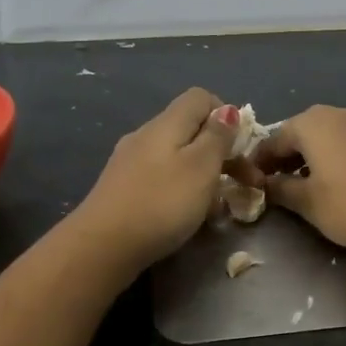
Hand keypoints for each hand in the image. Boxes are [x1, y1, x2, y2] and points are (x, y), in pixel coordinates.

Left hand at [69, 88, 242, 270]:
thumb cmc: (160, 203)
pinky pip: (160, 178)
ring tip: (217, 206)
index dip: (226, 116)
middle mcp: (145, 135)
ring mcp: (129, 162)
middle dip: (221, 152)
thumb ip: (217, 137)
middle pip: (190, 129)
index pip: (201, 98)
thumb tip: (228, 110)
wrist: (101, 246)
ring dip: (202, 175)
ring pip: (176, 156)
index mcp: (166, 124)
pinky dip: (180, 190)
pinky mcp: (121, 188)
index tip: (241, 148)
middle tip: (245, 183)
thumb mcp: (201, 167)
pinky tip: (186, 216)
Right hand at [253, 104, 345, 254]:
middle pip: (300, 132)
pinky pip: (345, 140)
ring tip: (301, 183)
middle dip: (285, 156)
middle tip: (273, 182)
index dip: (260, 161)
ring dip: (309, 155)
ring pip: (324, 135)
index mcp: (312, 122)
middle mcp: (336, 112)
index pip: (274, 139)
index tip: (250, 180)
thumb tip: (265, 184)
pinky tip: (331, 179)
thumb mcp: (307, 201)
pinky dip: (331, 155)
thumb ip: (280, 188)